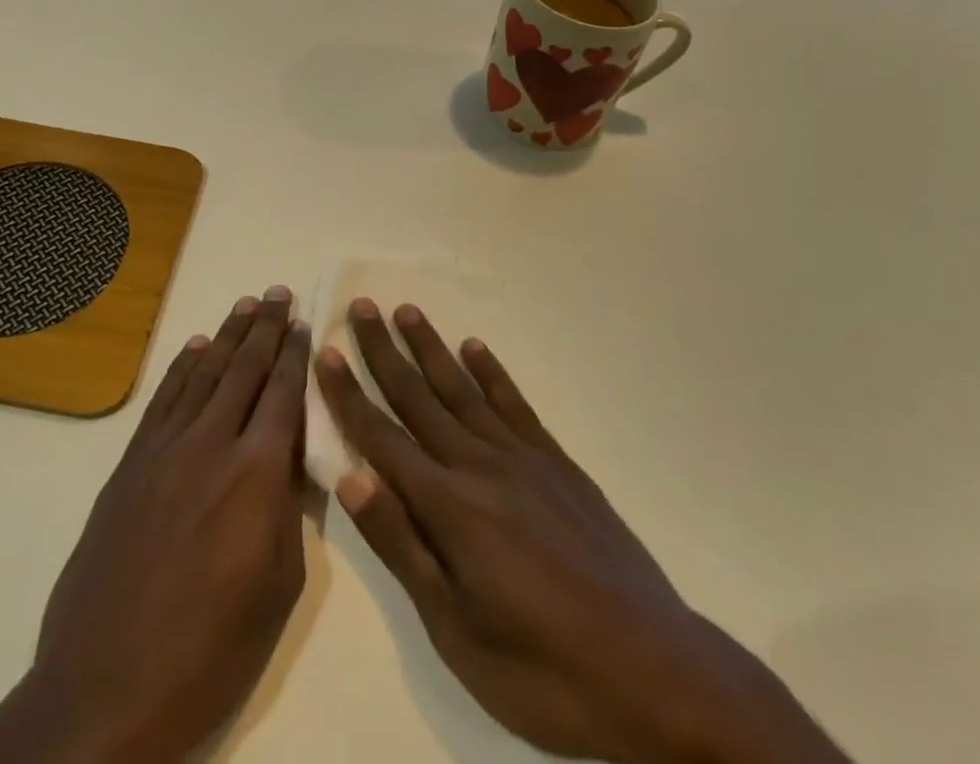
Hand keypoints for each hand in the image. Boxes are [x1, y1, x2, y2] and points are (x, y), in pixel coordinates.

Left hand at [0, 288, 310, 763]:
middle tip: (279, 293)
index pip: (283, 394)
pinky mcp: (130, 465)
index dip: (295, 354)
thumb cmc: (209, 651)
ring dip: (227, 336)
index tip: (304, 322)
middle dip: (266, 328)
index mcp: (256, 473)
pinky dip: (182, 368)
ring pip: (203, 374)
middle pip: (244, 370)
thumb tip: (288, 458)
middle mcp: (212, 444)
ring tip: (246, 305)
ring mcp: (165, 450)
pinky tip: (195, 348)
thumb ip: (288, 510)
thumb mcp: (278, 587)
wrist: (104, 688)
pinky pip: (163, 400)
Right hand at [318, 300, 847, 763]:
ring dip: (431, 348)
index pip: (382, 437)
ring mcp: (523, 459)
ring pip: (463, 390)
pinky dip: (492, 372)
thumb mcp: (456, 629)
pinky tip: (475, 348)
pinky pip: (515, 405)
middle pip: (419, 398)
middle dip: (384, 352)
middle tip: (362, 307)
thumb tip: (352, 476)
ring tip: (408, 311)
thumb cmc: (543, 669)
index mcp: (449, 507)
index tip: (326, 352)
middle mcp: (480, 465)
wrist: (654, 672)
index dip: (350, 394)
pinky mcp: (558, 464)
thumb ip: (402, 545)